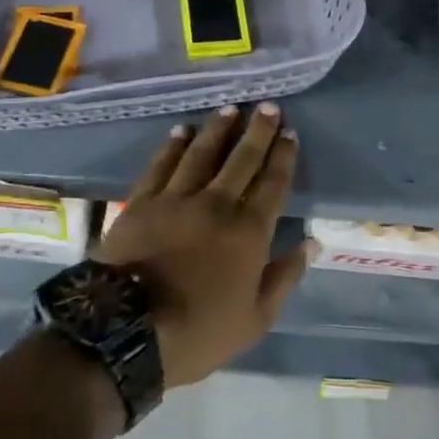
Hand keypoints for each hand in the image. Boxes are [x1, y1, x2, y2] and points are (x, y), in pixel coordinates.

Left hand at [95, 104, 310, 387]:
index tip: (290, 133)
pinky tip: (181, 131)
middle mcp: (216, 205)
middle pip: (241, 160)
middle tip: (267, 106)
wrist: (126, 331)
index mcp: (248, 232)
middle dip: (257, 131)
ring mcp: (176, 200)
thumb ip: (284, 277)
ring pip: (202, 154)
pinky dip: (173, 146)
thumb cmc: (198, 331)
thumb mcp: (255, 320)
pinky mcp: (142, 202)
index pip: (272, 185)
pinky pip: (161, 165)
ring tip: (229, 109)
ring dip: (218, 129)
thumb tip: (312, 242)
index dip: (283, 157)